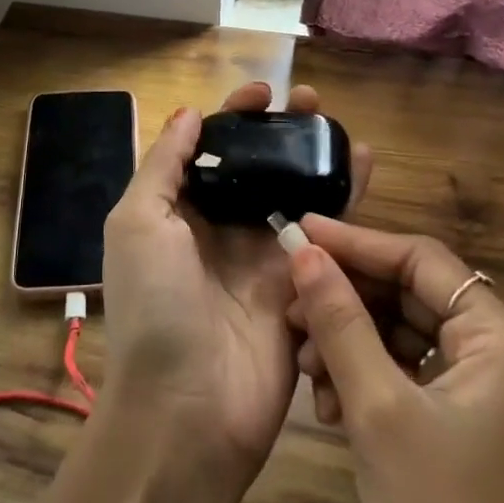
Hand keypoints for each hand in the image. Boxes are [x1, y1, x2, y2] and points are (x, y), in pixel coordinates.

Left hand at [99, 83, 371, 486]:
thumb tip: (188, 114)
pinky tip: (365, 164)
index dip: (233, 118)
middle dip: (280, 132)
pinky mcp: (302, 285)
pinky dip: (346, 198)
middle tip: (311, 101)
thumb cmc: (155, 305)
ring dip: (315, 157)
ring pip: (295, 193)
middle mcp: (221, 230)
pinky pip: (327, 234)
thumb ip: (163, 166)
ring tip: (339, 123)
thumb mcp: (138, 223)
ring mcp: (264, 258)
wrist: (188, 409)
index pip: (208, 151)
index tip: (262, 93)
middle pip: (256, 168)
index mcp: (178, 213)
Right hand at [286, 217, 503, 502]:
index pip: (420, 259)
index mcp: (499, 337)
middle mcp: (494, 355)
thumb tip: (304, 251)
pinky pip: (402, 377)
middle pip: (409, 295)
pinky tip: (325, 402)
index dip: (356, 242)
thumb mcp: (380, 408)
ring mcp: (476, 396)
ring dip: (348, 342)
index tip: (297, 231)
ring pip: (400, 337)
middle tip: (289, 303)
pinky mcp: (454, 431)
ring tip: (303, 360)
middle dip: (347, 298)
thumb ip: (341, 322)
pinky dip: (362, 379)